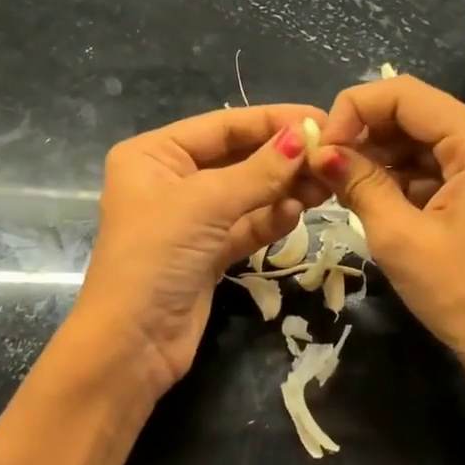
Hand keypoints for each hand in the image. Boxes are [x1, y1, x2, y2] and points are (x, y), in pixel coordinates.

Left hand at [73, 105, 330, 398]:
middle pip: (237, 158)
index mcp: (153, 155)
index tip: (322, 120)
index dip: (272, 121)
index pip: (222, 126)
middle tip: (332, 157)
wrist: (132, 345)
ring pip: (246, 193)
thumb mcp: (205, 204)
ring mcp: (190, 220)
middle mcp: (170, 180)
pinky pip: (246, 226)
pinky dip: (272, 218)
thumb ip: (259, 170)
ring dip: (283, 188)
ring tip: (325, 184)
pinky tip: (298, 211)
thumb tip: (305, 134)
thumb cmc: (156, 258)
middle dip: (282, 158)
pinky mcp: (207, 254)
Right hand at [314, 76, 464, 374]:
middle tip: (324, 166)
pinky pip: (435, 166)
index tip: (323, 147)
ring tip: (340, 185)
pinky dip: (400, 177)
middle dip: (365, 134)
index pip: (405, 95)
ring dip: (379, 157)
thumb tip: (319, 150)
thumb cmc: (460, 293)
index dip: (354, 110)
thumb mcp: (399, 237)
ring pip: (422, 140)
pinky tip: (370, 197)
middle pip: (415, 113)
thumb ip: (358, 183)